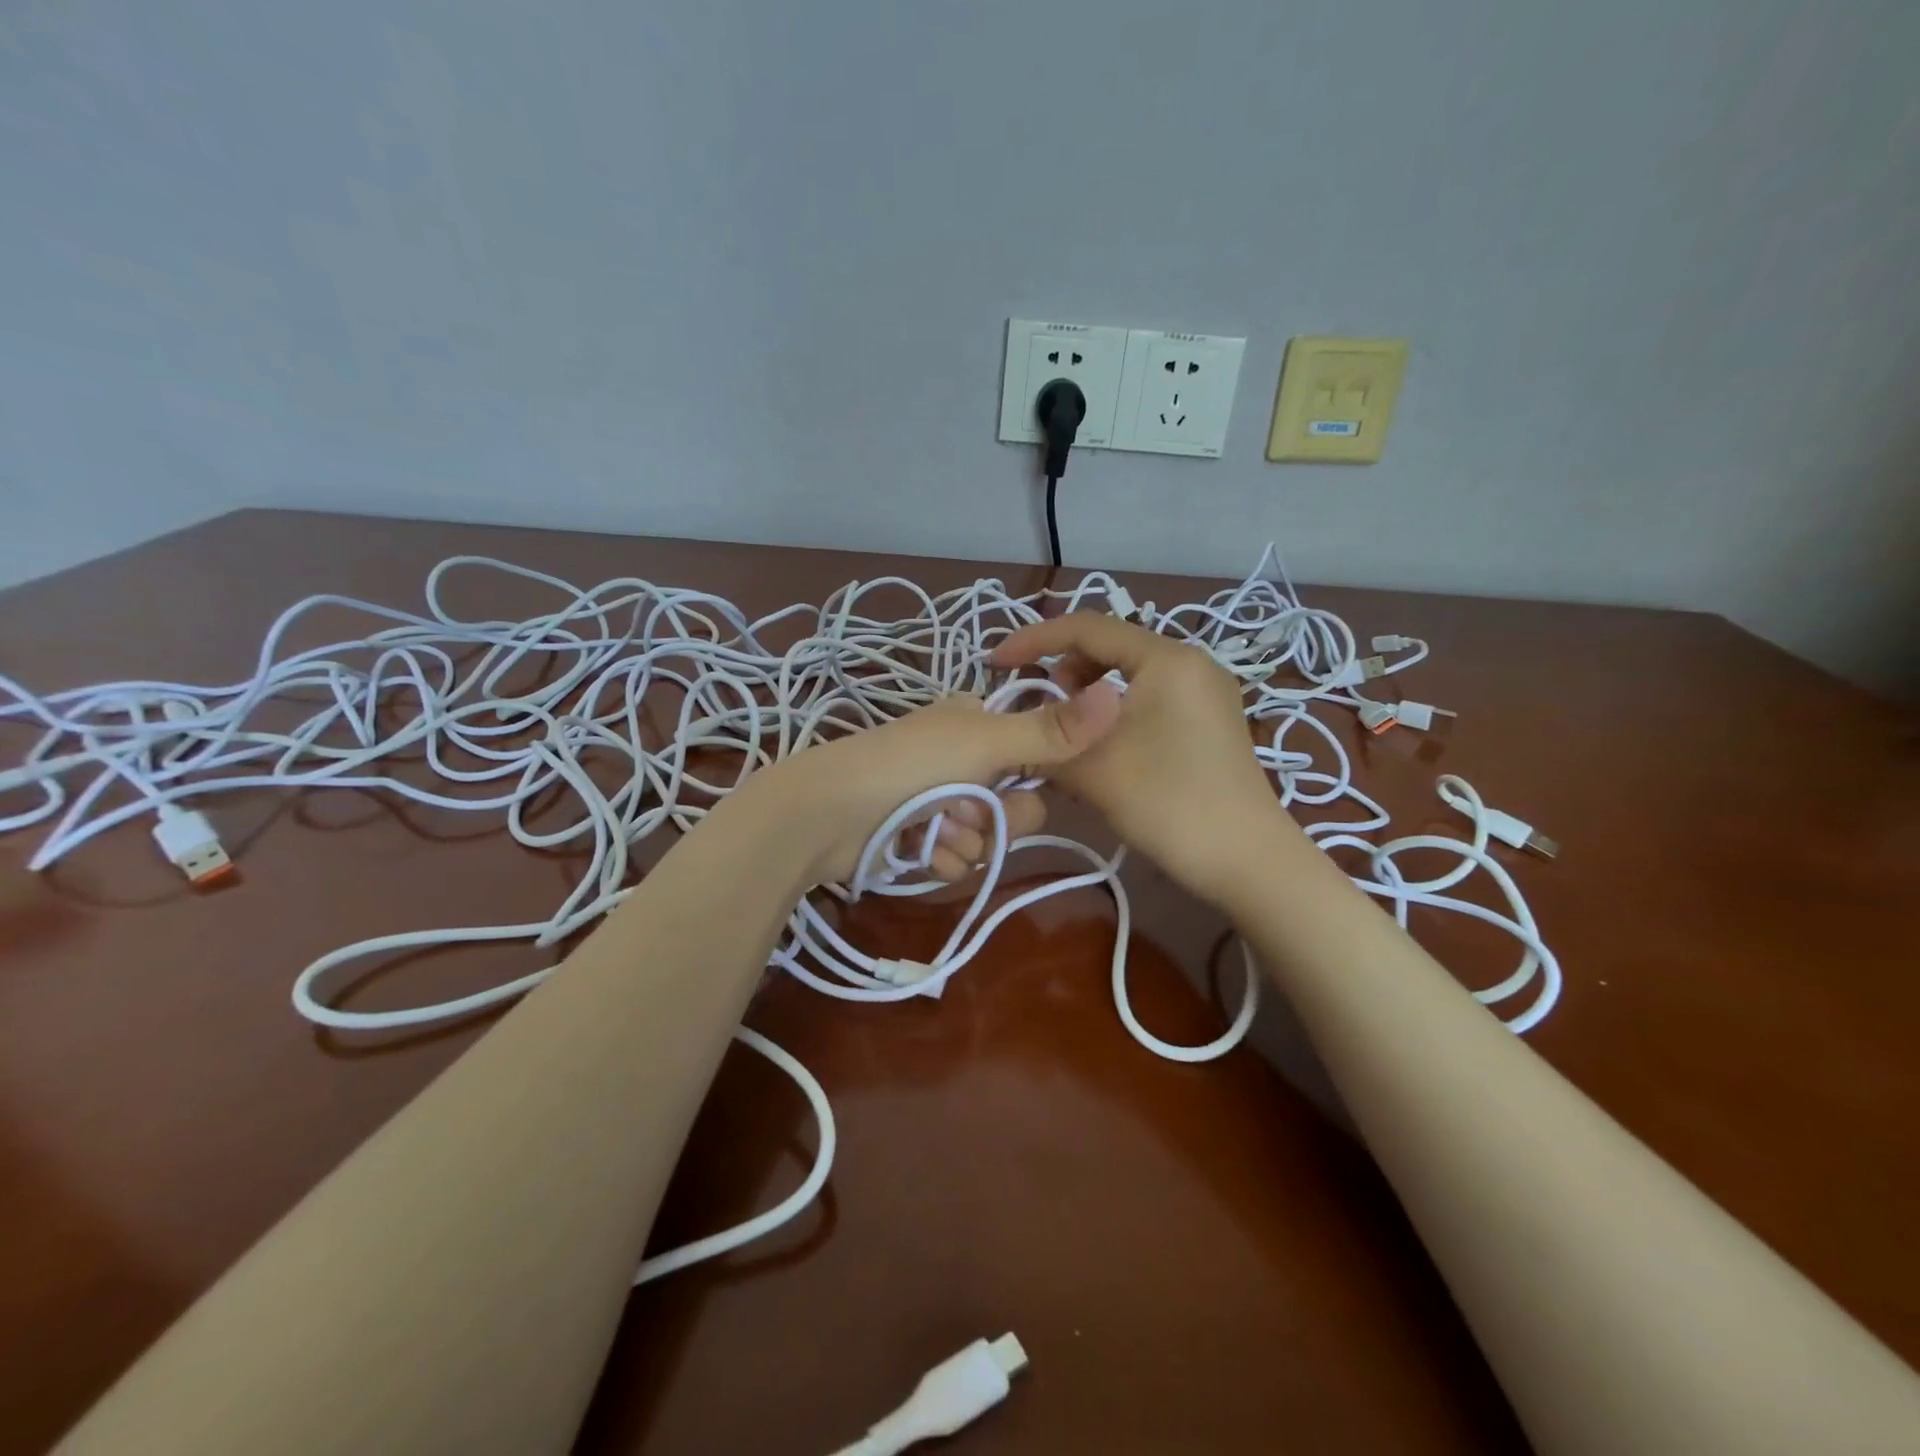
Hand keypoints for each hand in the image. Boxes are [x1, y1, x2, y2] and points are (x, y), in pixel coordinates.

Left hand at [756, 686, 1122, 885]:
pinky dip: (941, 858)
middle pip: (1018, 803)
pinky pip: (957, 859)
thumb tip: (1119, 693)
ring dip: (966, 840)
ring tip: (932, 829)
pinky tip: (918, 849)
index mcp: (975, 722)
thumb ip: (1052, 731)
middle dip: (998, 816)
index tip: (1027, 780)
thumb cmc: (907, 765)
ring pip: (988, 837)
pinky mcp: (919, 840)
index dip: (1038, 773)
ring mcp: (938, 801)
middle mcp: (960, 758)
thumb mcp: (985, 742)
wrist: (823, 815)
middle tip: (969, 808)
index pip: (1038, 751)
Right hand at [993, 613, 1282, 904]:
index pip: (1087, 627)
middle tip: (1037, 708)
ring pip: (1130, 674)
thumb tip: (1016, 726)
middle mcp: (1190, 662)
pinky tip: (1102, 745)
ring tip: (1067, 732)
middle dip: (1064, 670)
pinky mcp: (1210, 719)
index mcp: (1165, 658)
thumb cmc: (1168, 804)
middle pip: (1110, 646)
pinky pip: (1151, 696)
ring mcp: (1205, 691)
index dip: (1033, 640)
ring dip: (1089, 693)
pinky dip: (1116, 710)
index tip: (995, 664)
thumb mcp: (1093, 768)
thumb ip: (1046, 737)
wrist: (1247, 860)